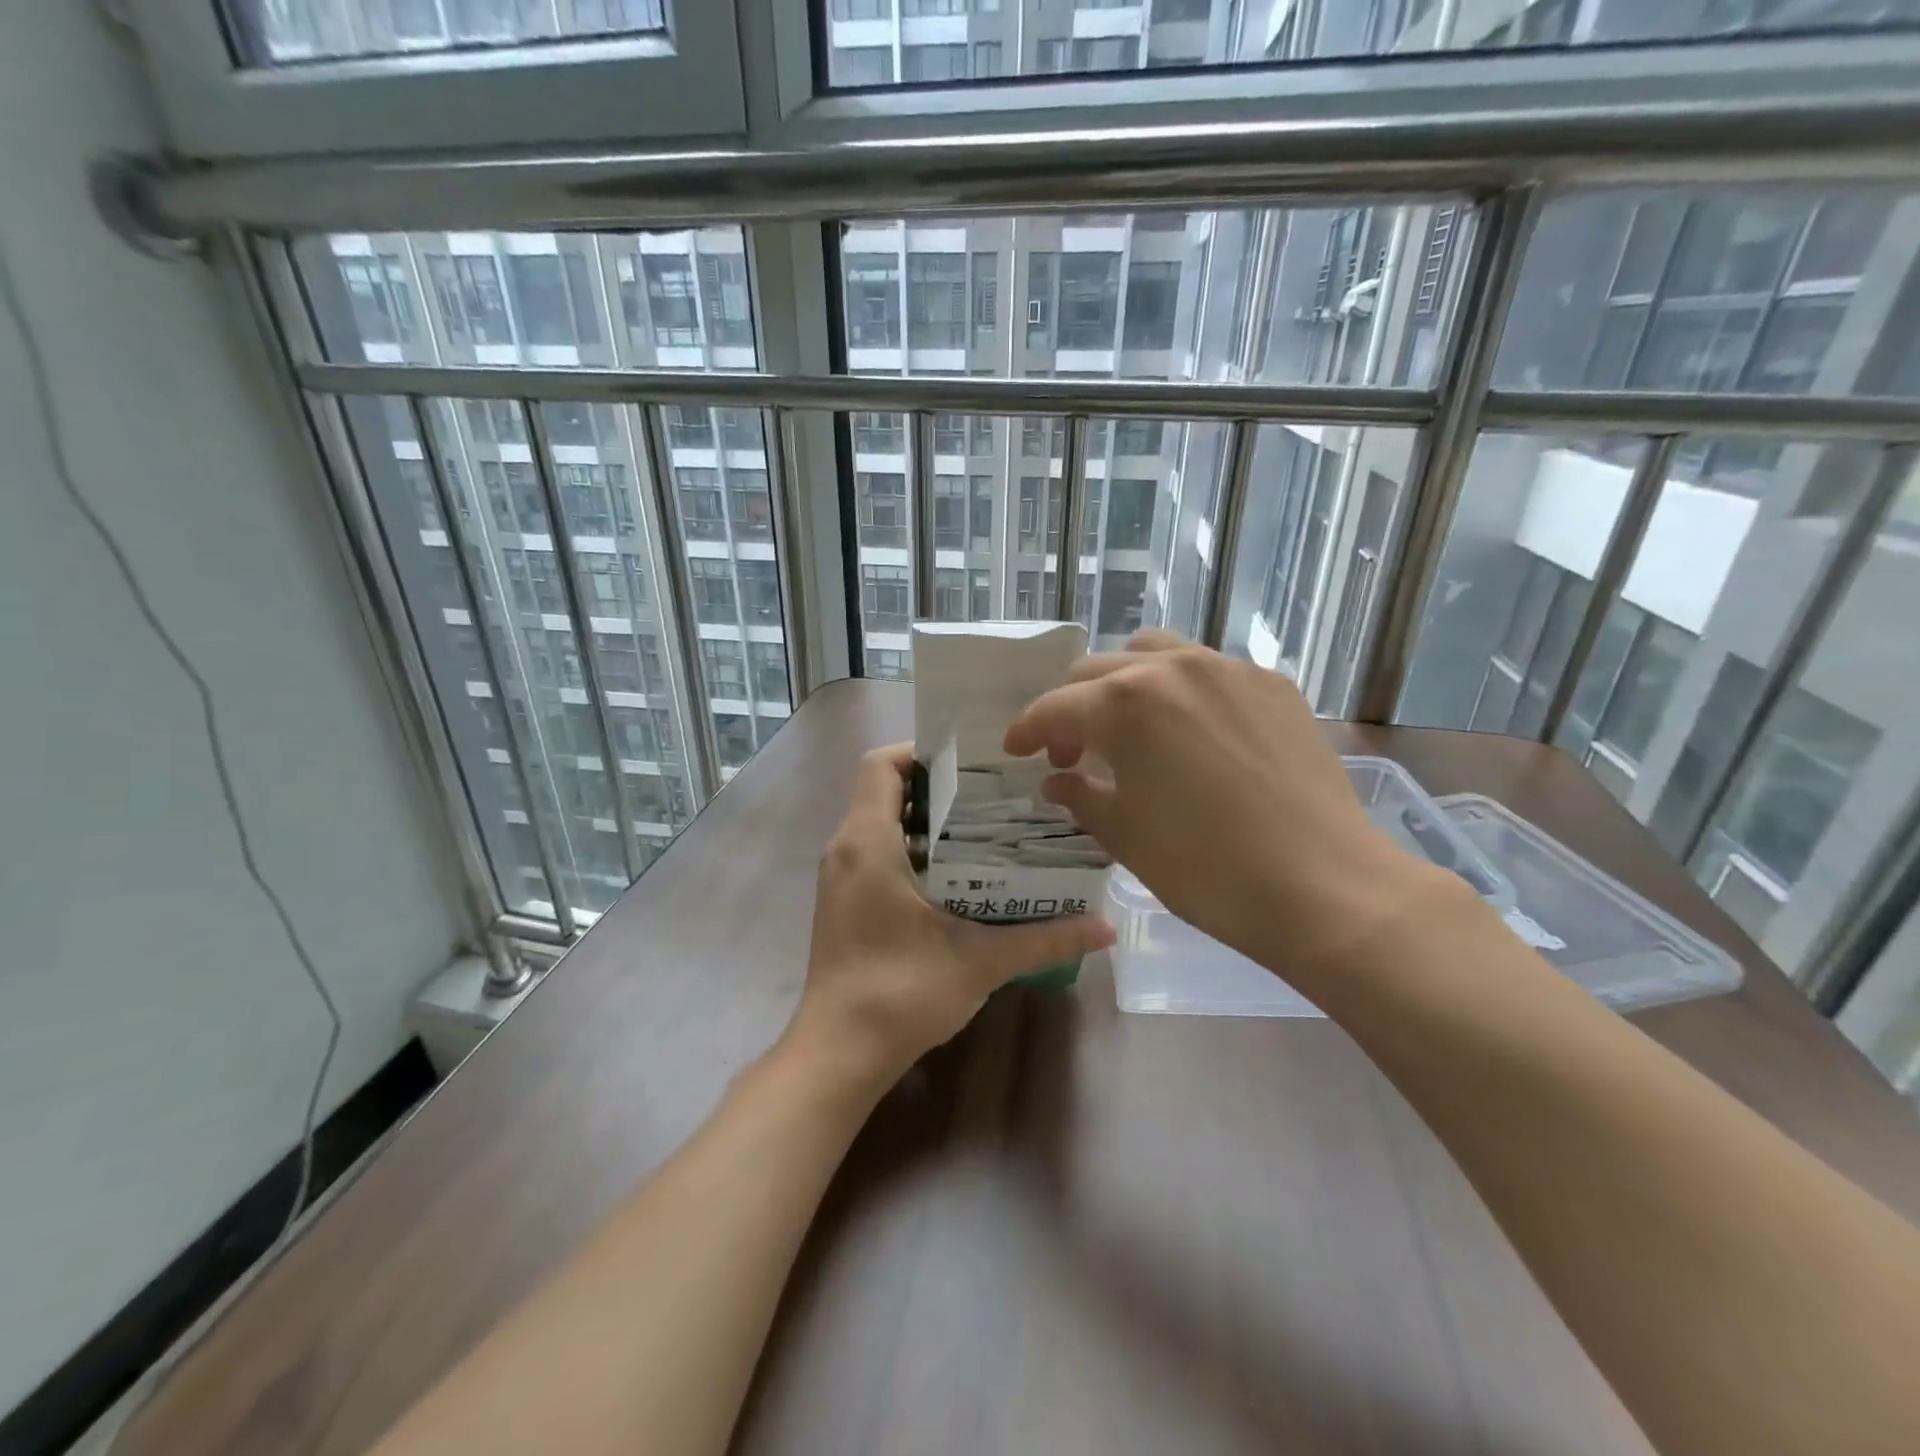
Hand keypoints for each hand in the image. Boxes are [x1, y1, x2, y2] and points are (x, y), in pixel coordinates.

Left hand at [790, 743, 1114, 1089]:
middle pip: (886, 791)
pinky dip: (912, 851)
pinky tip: (958, 878)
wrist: (839, 1055)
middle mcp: (844, 849)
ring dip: (927, 822)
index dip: (922, 752)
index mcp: (868, 841)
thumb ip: (1044, 939)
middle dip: (939, 788)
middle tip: (995, 797)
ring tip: (985, 831)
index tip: (972, 764)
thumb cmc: (902, 992)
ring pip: (880, 825)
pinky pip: (875, 854)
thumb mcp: (980, 960)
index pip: (882, 764)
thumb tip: (1106, 927)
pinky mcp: (842, 904)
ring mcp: (839, 879)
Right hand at [1003, 632, 1435, 989]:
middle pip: (1098, 671)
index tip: (1017, 750)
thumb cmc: (1207, 869)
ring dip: (1127, 684)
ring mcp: (1229, 670)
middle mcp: (1173, 668)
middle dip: (1074, 710)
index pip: (1055, 707)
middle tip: (1074, 754)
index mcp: (1125, 704)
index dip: (1028, 729)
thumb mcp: (1125, 835)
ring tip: (1132, 728)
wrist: (1323, 887)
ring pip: (1155, 653)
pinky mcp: (1273, 685)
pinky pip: (1209, 670)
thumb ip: (1081, 795)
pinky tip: (1194, 734)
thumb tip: (1058, 780)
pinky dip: (1183, 691)